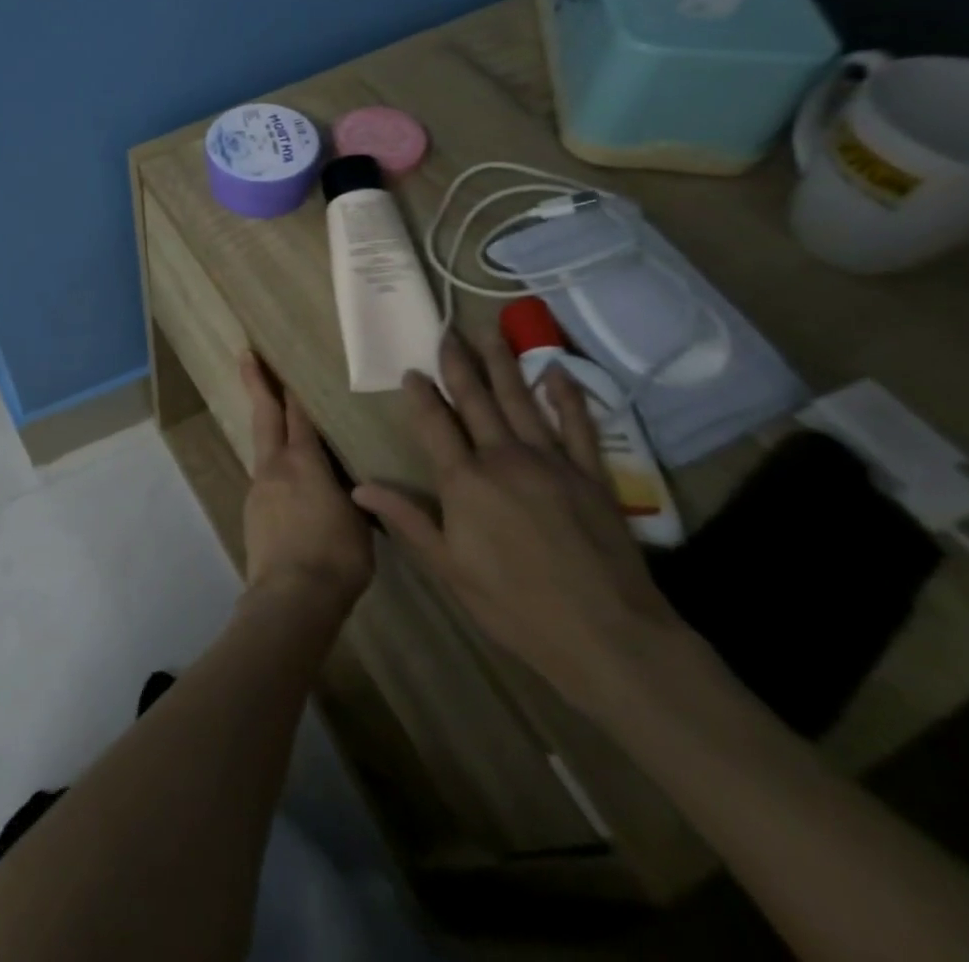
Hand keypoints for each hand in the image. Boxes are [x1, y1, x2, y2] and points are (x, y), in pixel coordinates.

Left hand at [238, 351, 372, 618]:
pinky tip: (285, 482)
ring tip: (274, 419)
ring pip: (262, 447)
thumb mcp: (359, 520)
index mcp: (305, 463)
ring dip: (266, 428)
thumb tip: (348, 485)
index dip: (292, 388)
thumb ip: (351, 493)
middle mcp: (275, 467)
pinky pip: (264, 478)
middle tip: (246, 355)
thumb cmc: (337, 557)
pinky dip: (272, 467)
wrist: (291, 597)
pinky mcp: (252, 512)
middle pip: (265, 416)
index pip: (299, 415)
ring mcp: (258, 489)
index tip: (282, 362)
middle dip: (257, 384)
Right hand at [351, 331, 687, 713]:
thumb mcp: (448, 568)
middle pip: (477, 401)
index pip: (434, 425)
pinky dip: (566, 395)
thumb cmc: (515, 606)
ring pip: (520, 401)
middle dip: (459, 365)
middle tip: (447, 333)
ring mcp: (550, 462)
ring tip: (489, 333)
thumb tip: (359, 487)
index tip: (412, 370)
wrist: (608, 636)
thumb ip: (406, 519)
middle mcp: (503, 459)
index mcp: (464, 482)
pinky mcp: (590, 474)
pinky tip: (555, 371)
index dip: (421, 395)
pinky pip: (577, 424)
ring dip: (502, 365)